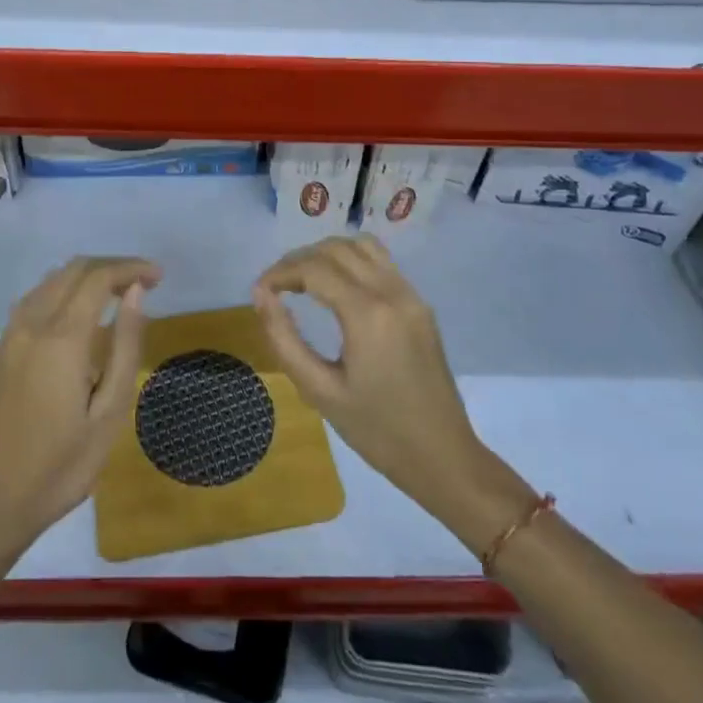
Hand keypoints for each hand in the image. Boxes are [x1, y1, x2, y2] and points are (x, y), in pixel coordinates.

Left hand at [0, 256, 159, 551]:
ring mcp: (11, 336)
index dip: (131, 268)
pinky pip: (36, 299)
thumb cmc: (63, 465)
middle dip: (112, 267)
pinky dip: (64, 291)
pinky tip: (83, 314)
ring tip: (120, 295)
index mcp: (60, 338)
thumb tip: (136, 295)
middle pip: (74, 270)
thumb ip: (125, 346)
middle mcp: (31, 324)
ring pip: (52, 280)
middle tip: (145, 284)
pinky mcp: (2, 350)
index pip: (98, 278)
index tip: (159, 277)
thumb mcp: (110, 411)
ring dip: (87, 276)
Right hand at [254, 236, 534, 553]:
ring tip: (302, 280)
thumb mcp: (319, 390)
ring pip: (362, 246)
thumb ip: (285, 338)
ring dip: (327, 253)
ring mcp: (411, 294)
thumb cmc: (376, 431)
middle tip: (275, 286)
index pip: (314, 268)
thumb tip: (261, 294)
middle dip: (299, 259)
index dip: (280, 272)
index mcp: (368, 314)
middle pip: (336, 249)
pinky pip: (381, 262)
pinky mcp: (420, 304)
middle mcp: (392, 292)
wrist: (442, 456)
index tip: (260, 291)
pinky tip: (335, 288)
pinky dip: (351, 261)